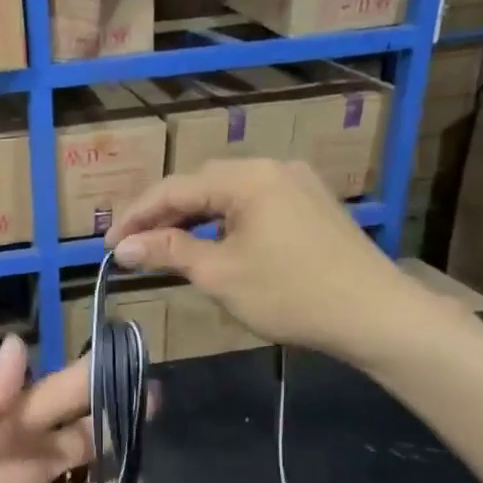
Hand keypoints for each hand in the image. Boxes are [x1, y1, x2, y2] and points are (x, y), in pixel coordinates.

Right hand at [105, 158, 431, 368]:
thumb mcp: (220, 275)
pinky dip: (223, 221)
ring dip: (192, 217)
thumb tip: (124, 247)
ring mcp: (296, 183)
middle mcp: (272, 167)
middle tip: (133, 245)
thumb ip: (169, 252)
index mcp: (247, 178)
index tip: (109, 245)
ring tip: (164, 245)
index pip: (175, 188)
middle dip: (163, 214)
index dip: (136, 216)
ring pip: (228, 193)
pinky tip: (211, 242)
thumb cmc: (290, 294)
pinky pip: (253, 203)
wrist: (374, 314)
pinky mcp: (310, 204)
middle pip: (201, 184)